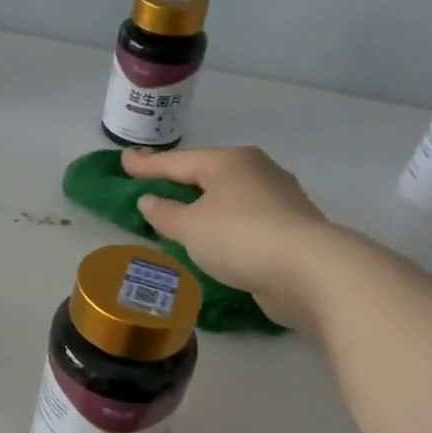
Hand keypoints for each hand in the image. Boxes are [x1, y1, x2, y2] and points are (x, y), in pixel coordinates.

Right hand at [122, 145, 329, 326]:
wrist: (308, 271)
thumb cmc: (239, 237)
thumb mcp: (190, 227)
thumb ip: (165, 213)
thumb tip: (150, 200)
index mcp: (229, 161)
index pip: (178, 161)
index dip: (148, 164)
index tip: (123, 161)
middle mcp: (257, 171)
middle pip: (207, 173)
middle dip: (179, 180)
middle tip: (151, 184)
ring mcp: (278, 199)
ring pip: (229, 196)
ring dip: (203, 204)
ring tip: (181, 214)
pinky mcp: (290, 228)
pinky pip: (244, 219)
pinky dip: (223, 224)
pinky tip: (214, 237)